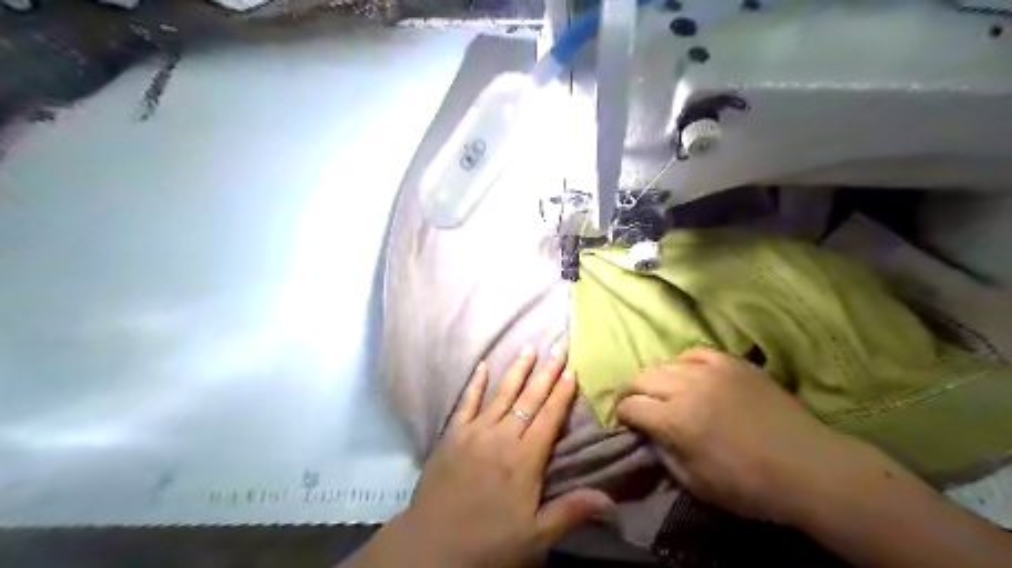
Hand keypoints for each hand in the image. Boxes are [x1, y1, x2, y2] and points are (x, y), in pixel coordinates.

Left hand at [349, 347, 611, 567]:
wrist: (432, 545)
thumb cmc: (488, 542)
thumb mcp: (535, 536)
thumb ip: (571, 511)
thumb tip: (611, 500)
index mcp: (524, 459)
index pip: (548, 417)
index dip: (562, 393)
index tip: (572, 370)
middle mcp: (502, 437)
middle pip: (528, 399)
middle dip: (545, 372)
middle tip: (558, 348)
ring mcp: (474, 432)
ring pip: (500, 394)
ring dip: (516, 370)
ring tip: (528, 348)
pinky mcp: (452, 434)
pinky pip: (466, 402)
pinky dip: (475, 383)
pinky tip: (482, 366)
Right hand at [617, 349, 860, 525]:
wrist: (807, 467)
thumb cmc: (748, 485)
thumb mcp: (694, 482)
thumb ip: (662, 454)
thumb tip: (646, 434)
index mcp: (675, 420)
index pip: (630, 406)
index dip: (621, 415)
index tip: (623, 423)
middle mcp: (686, 387)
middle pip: (641, 377)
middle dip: (629, 390)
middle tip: (632, 403)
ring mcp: (711, 370)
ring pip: (666, 363)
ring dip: (654, 377)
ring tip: (658, 390)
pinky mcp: (733, 363)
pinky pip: (696, 352)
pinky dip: (684, 362)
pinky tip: (687, 373)